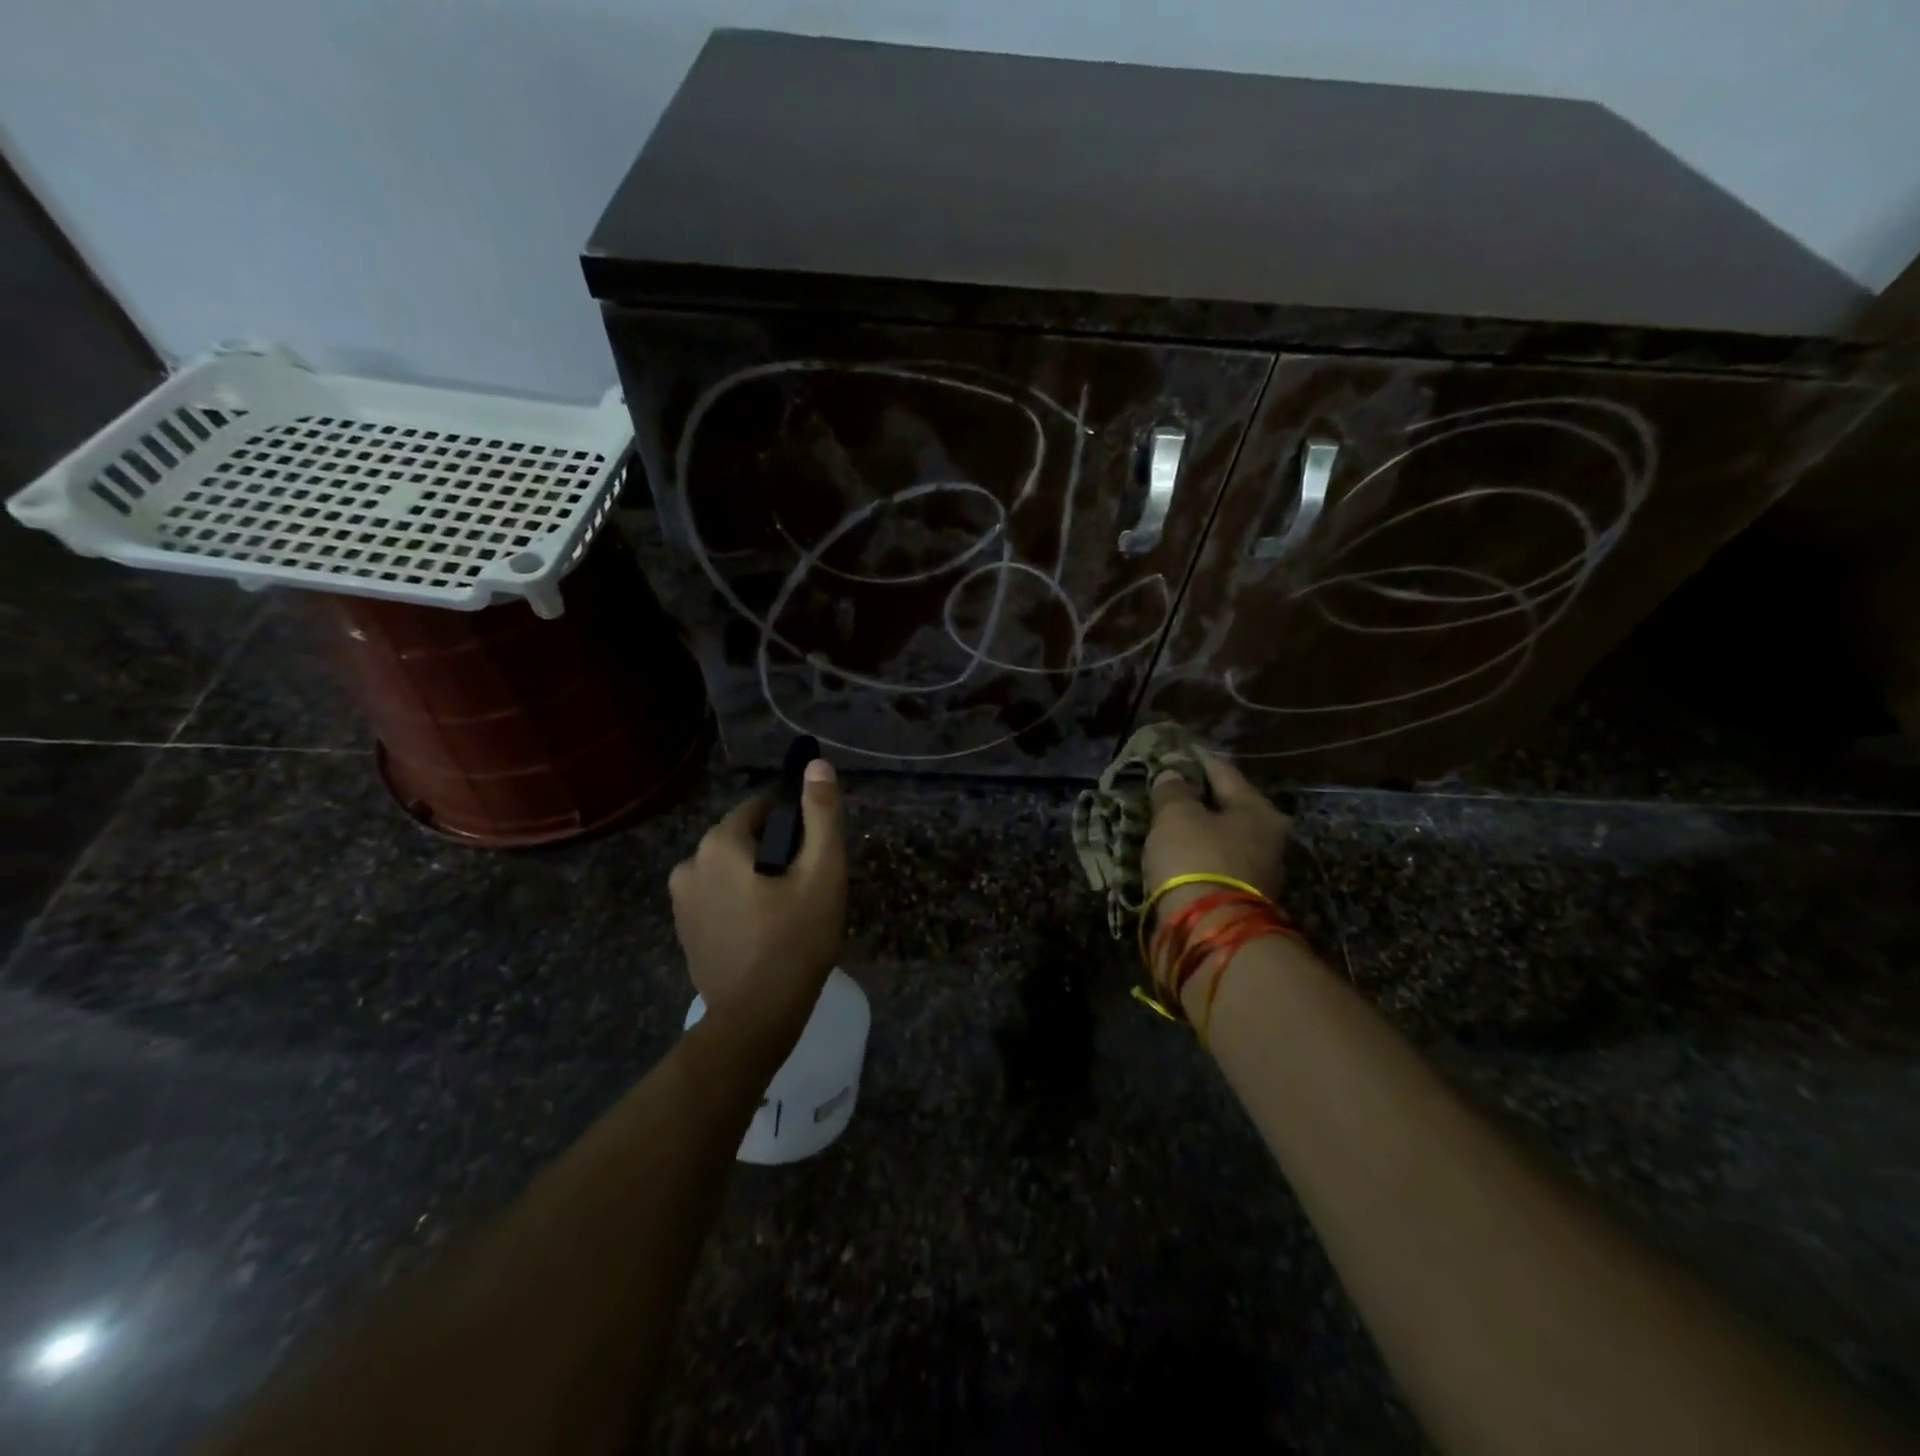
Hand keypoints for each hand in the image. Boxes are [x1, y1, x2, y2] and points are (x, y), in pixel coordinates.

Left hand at [669, 759, 846, 1047]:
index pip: (760, 810)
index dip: (793, 826)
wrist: (756, 1017)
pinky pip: (718, 898)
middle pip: (743, 840)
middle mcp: (688, 864)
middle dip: (774, 854)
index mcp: (718, 844)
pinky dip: (740, 903)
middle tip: (806, 888)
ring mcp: (681, 902)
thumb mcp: (822, 872)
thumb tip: (817, 766)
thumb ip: (821, 814)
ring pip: (730, 870)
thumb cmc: (795, 939)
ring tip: (788, 913)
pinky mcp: (683, 931)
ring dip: (756, 879)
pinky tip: (764, 932)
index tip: (813, 855)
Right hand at [1142, 752, 1290, 905]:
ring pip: (1221, 837)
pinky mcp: (1239, 898)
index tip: (1178, 748)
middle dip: (1199, 796)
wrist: (1209, 932)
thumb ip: (1173, 791)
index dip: (1197, 758)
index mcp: (1258, 810)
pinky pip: (1213, 863)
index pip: (1224, 771)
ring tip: (1166, 818)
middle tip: (1170, 785)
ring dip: (1196, 828)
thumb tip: (1173, 775)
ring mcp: (1257, 873)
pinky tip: (1174, 850)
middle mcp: (1267, 839)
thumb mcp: (1176, 816)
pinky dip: (1194, 854)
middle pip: (1228, 806)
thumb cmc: (1196, 859)